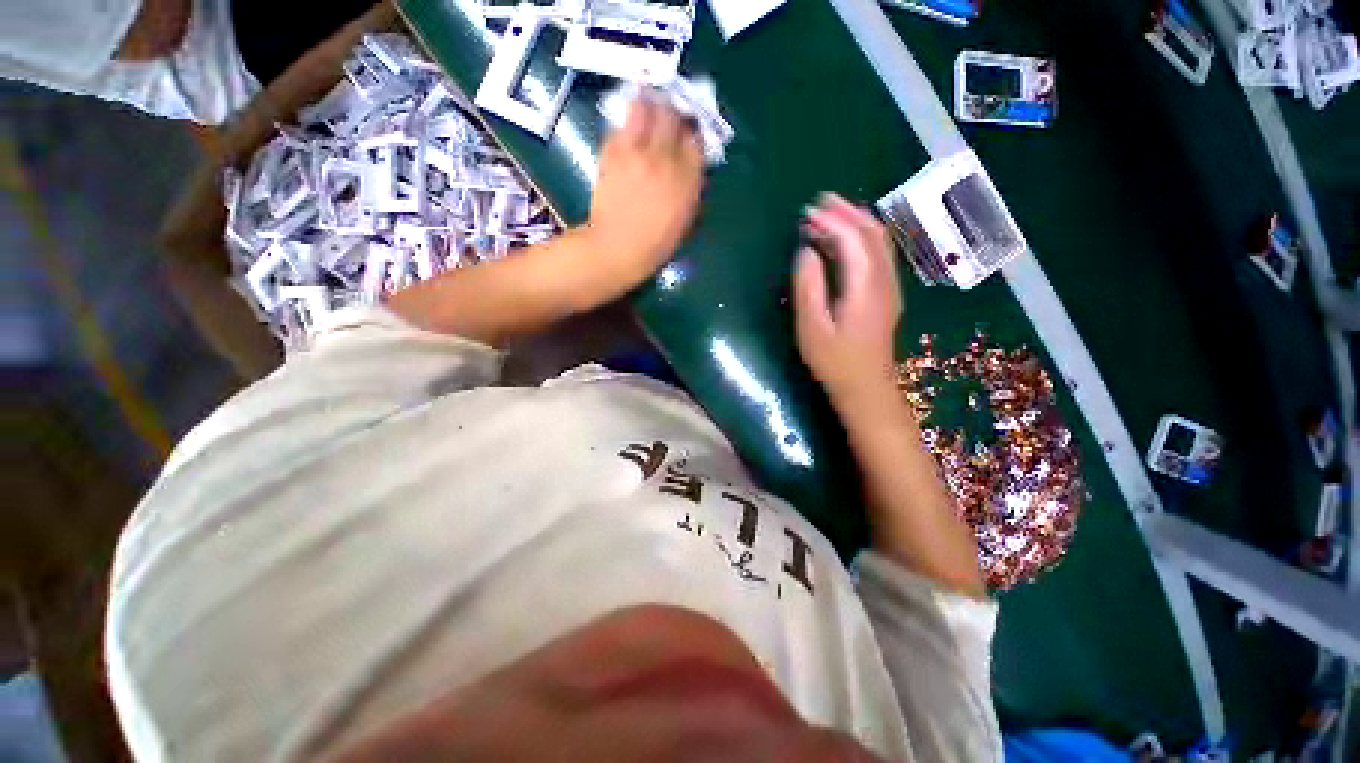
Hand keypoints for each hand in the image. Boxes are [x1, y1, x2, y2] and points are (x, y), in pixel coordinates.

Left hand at [585, 98, 704, 286]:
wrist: (617, 248)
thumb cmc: (655, 244)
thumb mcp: (685, 219)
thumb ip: (691, 186)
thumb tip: (690, 163)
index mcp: (687, 178)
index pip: (696, 138)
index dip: (693, 131)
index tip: (689, 132)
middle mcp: (664, 156)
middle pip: (672, 113)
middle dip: (673, 110)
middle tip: (670, 116)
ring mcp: (636, 151)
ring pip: (645, 107)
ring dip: (649, 106)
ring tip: (648, 113)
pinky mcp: (611, 151)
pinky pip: (622, 124)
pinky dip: (628, 124)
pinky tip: (629, 135)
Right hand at [793, 194, 901, 408]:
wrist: (867, 389)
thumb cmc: (835, 363)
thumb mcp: (812, 328)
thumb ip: (809, 288)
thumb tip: (806, 252)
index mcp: (865, 287)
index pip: (853, 239)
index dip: (832, 220)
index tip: (808, 211)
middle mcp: (884, 281)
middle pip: (873, 233)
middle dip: (848, 212)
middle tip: (820, 202)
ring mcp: (889, 287)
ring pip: (879, 242)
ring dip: (856, 222)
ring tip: (829, 214)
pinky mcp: (887, 295)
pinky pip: (878, 255)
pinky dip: (861, 239)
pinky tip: (844, 241)